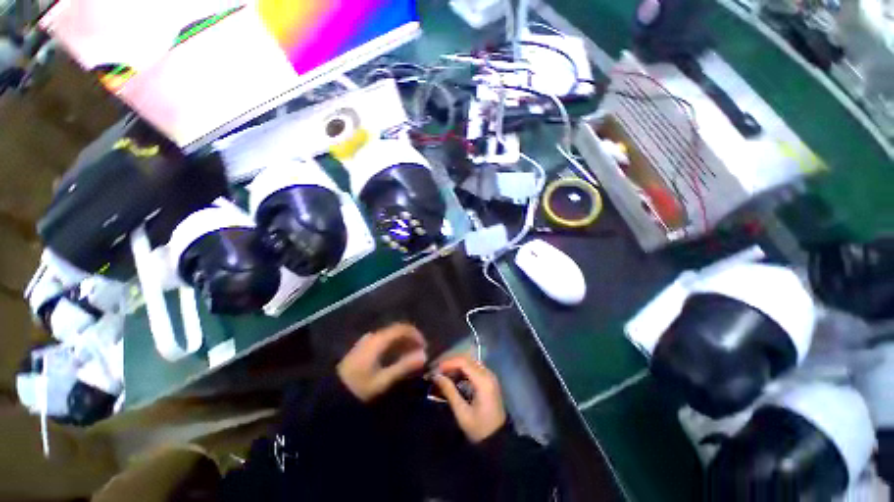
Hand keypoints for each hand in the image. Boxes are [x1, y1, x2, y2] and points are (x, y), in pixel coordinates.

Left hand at [337, 323, 427, 401]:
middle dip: (410, 339)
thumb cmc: (359, 386)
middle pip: (396, 331)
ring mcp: (367, 340)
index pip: (402, 329)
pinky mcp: (363, 347)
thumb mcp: (383, 379)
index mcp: (378, 340)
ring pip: (390, 336)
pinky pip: (384, 341)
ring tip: (411, 356)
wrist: (331, 393)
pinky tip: (397, 358)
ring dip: (402, 343)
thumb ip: (404, 366)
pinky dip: (394, 346)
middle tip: (420, 352)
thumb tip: (424, 356)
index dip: (416, 335)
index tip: (425, 346)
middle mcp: (373, 335)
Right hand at [433, 355, 506, 443]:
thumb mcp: (462, 413)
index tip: (435, 369)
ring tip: (443, 374)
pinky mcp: (489, 381)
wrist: (499, 441)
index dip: (448, 362)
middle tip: (437, 370)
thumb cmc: (480, 429)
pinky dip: (463, 370)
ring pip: (470, 362)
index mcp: (483, 381)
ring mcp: (490, 376)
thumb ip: (449, 391)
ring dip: (456, 366)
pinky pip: (474, 368)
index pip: (463, 362)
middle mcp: (488, 374)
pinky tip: (454, 378)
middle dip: (451, 362)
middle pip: (467, 359)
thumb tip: (436, 376)